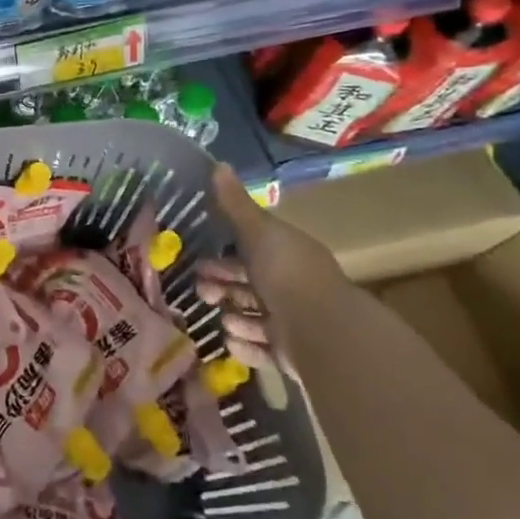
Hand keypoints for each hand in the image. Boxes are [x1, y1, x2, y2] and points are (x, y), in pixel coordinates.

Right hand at [197, 163, 350, 377]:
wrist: (321, 329)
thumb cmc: (286, 272)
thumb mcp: (257, 231)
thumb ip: (235, 204)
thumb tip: (217, 164)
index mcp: (286, 256)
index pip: (252, 253)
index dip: (224, 258)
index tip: (199, 262)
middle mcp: (290, 287)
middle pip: (248, 286)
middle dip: (221, 288)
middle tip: (202, 293)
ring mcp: (292, 323)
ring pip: (253, 318)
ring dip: (233, 318)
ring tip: (223, 321)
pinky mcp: (290, 354)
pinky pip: (260, 350)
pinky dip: (245, 346)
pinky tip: (231, 341)